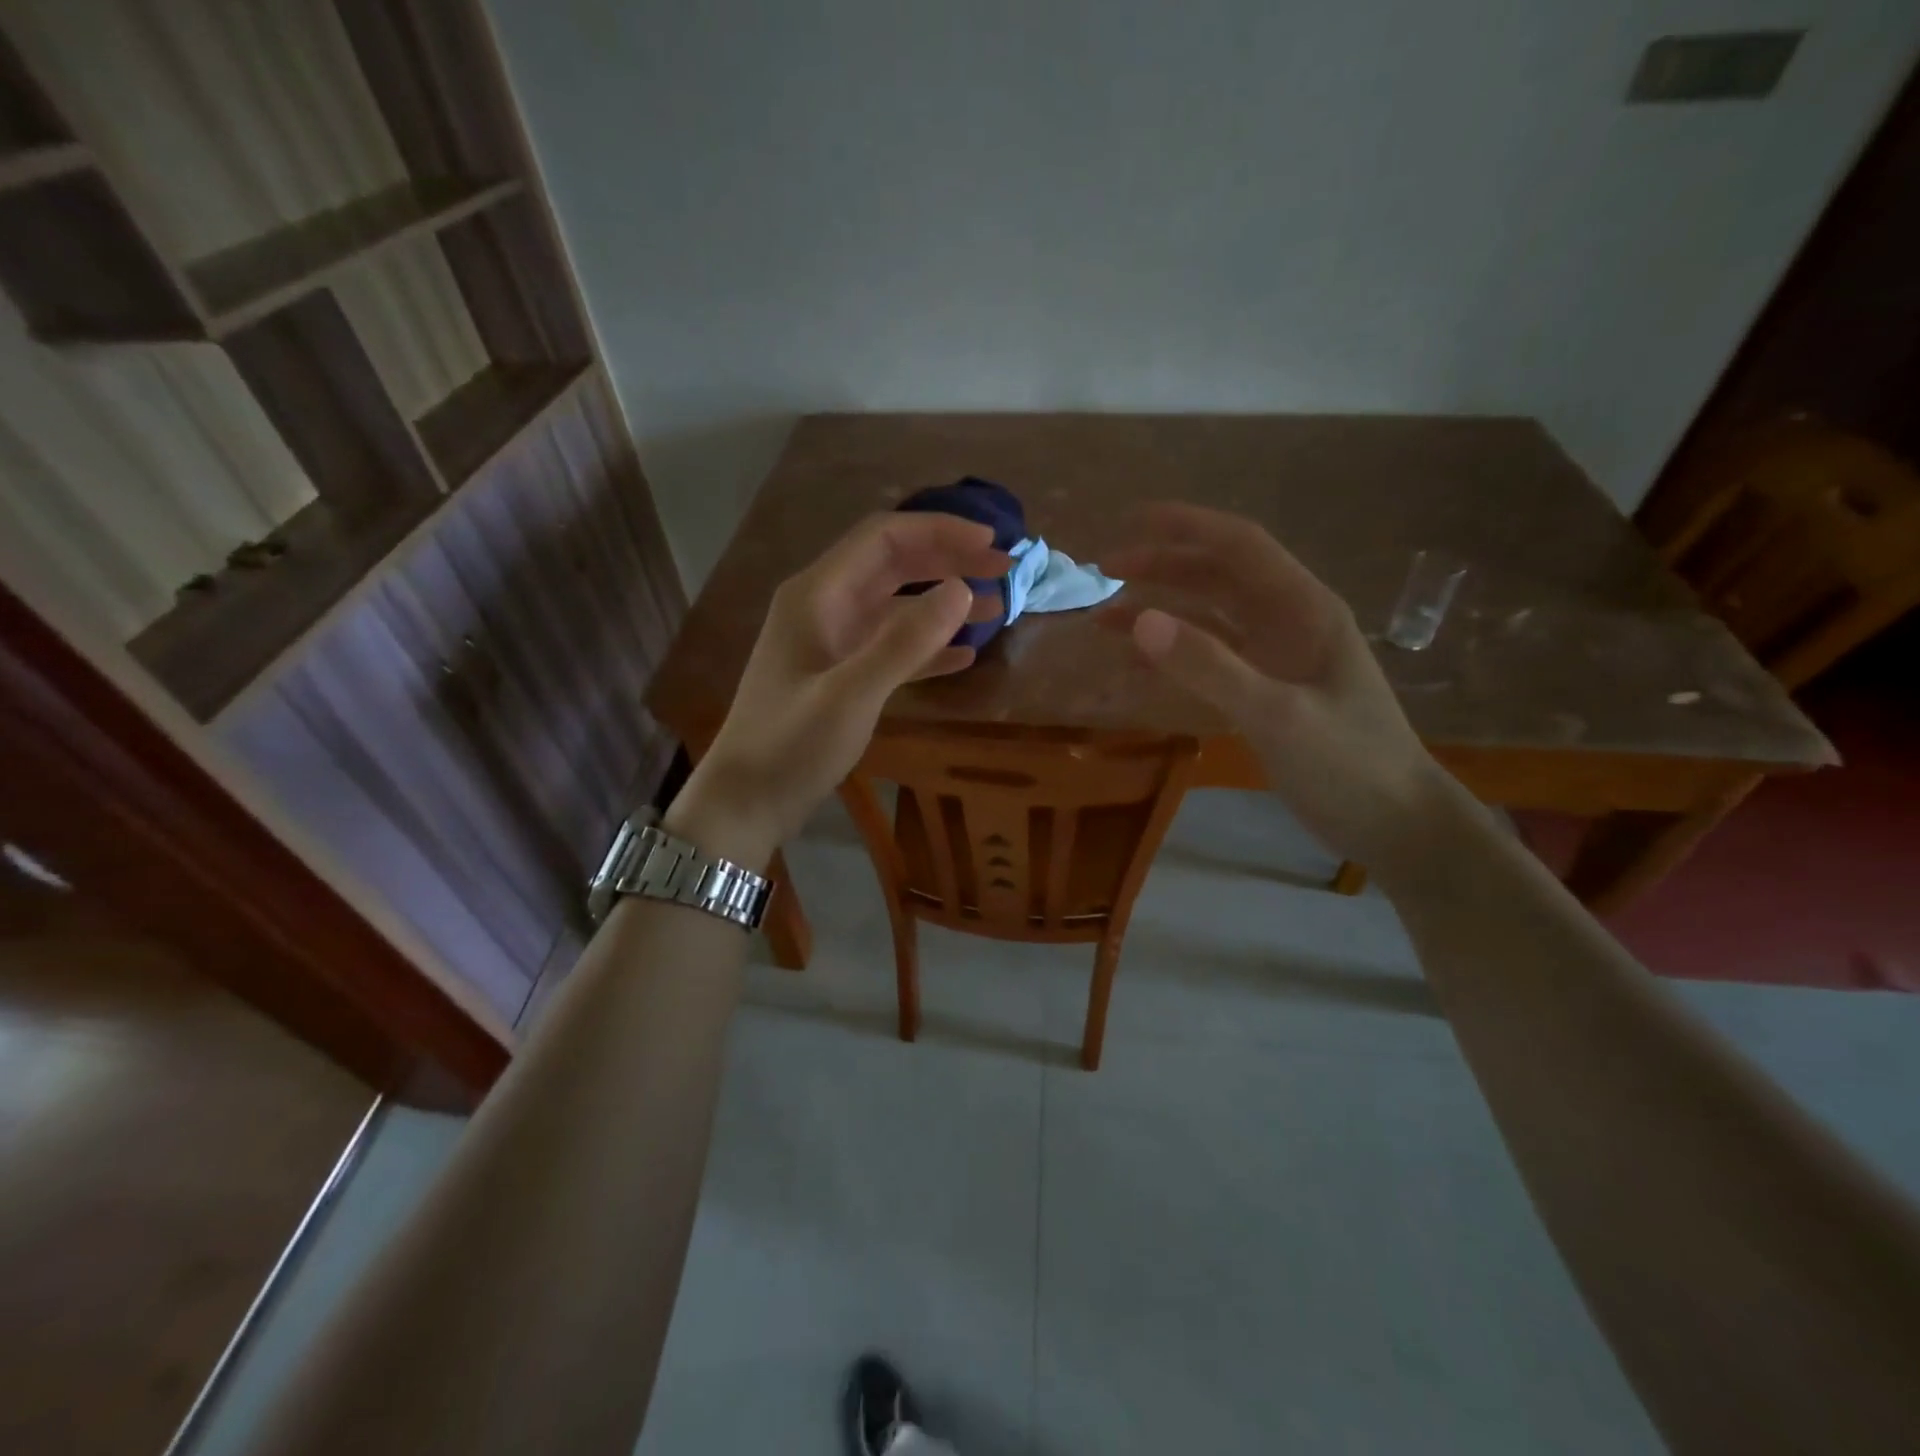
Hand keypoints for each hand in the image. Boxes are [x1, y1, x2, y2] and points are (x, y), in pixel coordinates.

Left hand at [669, 513, 1008, 867]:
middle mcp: (824, 606)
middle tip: (1003, 570)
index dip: (940, 531)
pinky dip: (927, 645)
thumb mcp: (852, 694)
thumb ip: (906, 642)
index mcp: (817, 594)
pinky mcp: (839, 674)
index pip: (884, 538)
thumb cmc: (791, 746)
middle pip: (893, 564)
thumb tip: (963, 589)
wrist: (746, 800)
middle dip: (948, 560)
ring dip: (943, 602)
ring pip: (896, 605)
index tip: (991, 541)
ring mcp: (831, 641)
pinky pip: (890, 645)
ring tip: (996, 608)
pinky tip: (963, 655)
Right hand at [1101, 503, 1444, 869]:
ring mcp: (1279, 658)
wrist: (1396, 823)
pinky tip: (1141, 663)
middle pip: (1219, 576)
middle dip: (1163, 567)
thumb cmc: (1349, 763)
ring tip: (1106, 619)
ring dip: (1162, 611)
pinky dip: (1175, 654)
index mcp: (1305, 609)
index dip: (1187, 526)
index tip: (1131, 519)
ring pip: (1211, 617)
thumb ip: (1210, 666)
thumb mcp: (1277, 714)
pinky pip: (1213, 658)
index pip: (1240, 546)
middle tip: (1104, 573)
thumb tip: (1141, 621)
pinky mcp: (1268, 691)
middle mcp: (1290, 622)